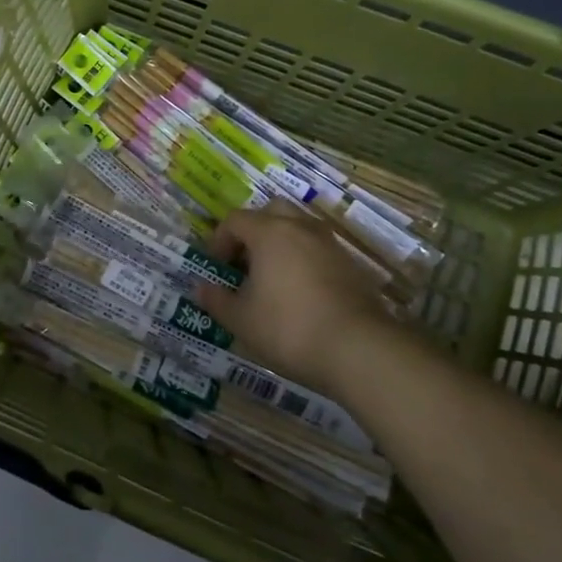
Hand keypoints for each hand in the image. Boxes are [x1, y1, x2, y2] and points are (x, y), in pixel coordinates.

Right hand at [191, 201, 401, 395]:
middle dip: (253, 230)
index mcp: (269, 233)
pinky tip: (300, 292)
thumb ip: (217, 300)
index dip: (219, 240)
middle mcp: (301, 228)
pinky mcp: (352, 266)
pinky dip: (304, 260)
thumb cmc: (288, 328)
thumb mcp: (240, 320)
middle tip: (244, 260)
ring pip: (299, 228)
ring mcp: (330, 245)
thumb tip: (201, 288)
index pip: (235, 220)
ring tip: (272, 276)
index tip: (216, 266)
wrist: (359, 349)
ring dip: (281, 243)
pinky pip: (319, 250)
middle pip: (272, 211)